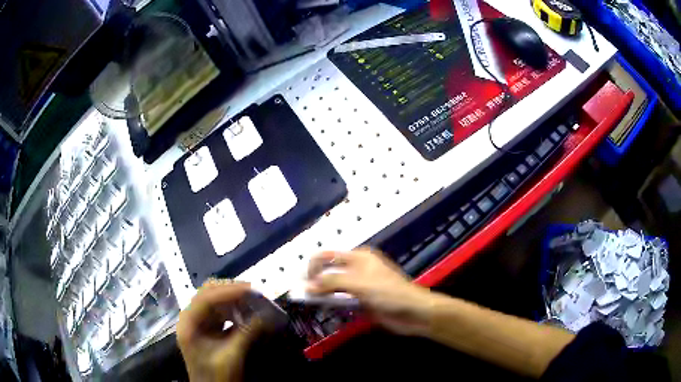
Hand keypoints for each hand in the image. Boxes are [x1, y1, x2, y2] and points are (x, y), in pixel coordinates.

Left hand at [177, 280, 262, 381]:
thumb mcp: (231, 357)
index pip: (206, 298)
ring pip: (214, 300)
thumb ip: (246, 334)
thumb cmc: (216, 376)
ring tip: (252, 299)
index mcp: (189, 323)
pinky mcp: (207, 328)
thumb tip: (265, 315)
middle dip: (230, 290)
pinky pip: (219, 311)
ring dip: (233, 298)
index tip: (251, 289)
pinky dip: (233, 309)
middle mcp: (190, 318)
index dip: (228, 291)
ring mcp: (198, 322)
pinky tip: (246, 311)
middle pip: (208, 294)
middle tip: (253, 292)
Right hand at [306, 248, 434, 335]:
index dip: (313, 266)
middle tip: (301, 294)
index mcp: (358, 257)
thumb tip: (307, 285)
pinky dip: (331, 303)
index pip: (328, 255)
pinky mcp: (362, 300)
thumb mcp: (360, 284)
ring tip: (308, 302)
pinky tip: (323, 309)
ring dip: (322, 293)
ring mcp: (360, 285)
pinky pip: (342, 299)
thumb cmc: (389, 293)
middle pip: (330, 271)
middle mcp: (357, 268)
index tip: (303, 283)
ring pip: (334, 286)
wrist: (413, 312)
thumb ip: (332, 282)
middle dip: (315, 280)